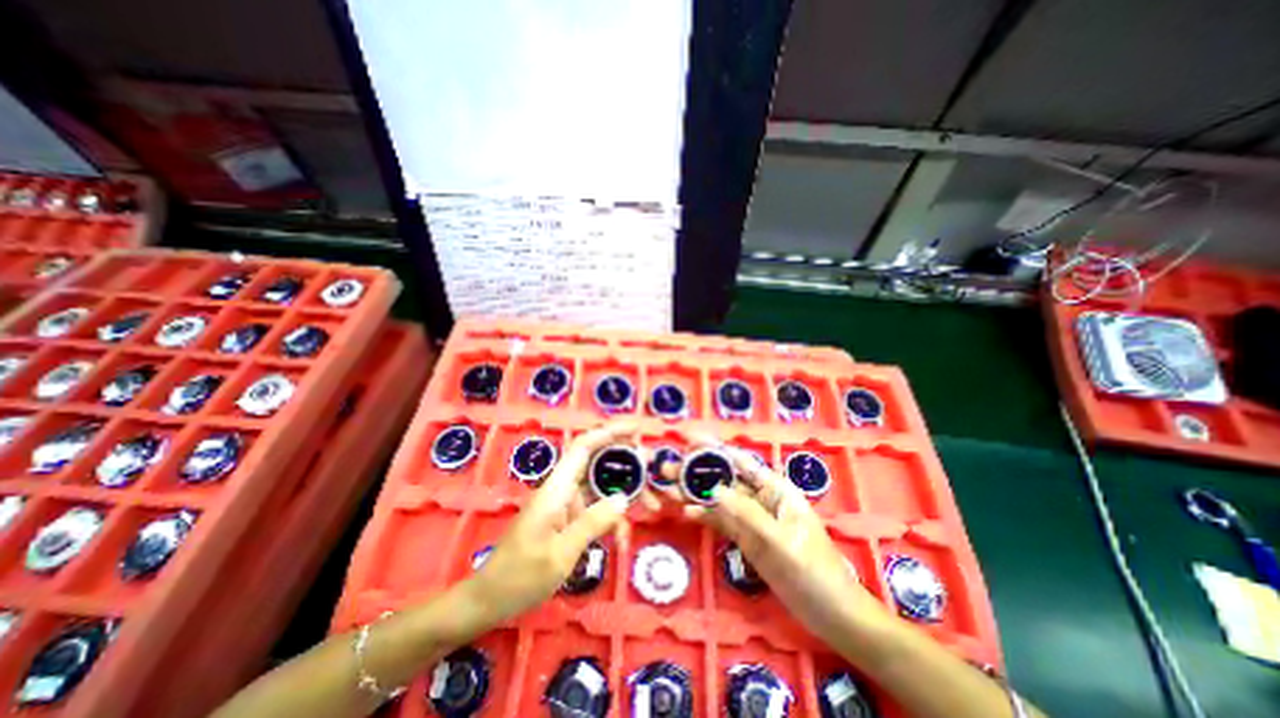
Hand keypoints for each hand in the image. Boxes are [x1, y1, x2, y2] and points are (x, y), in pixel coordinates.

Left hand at [469, 421, 636, 622]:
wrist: (490, 598)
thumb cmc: (521, 576)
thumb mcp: (561, 553)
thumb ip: (593, 522)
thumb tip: (624, 498)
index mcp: (557, 488)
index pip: (583, 447)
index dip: (608, 433)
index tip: (634, 431)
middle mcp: (562, 489)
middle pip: (596, 461)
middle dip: (624, 459)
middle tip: (652, 466)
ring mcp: (564, 504)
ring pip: (599, 485)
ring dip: (624, 489)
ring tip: (652, 500)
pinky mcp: (566, 518)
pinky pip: (594, 506)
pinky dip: (612, 512)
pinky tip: (625, 529)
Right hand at [681, 443, 893, 638]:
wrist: (832, 615)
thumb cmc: (815, 572)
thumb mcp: (782, 542)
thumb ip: (748, 515)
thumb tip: (714, 489)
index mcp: (775, 489)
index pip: (739, 461)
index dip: (713, 447)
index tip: (687, 438)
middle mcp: (760, 498)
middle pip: (723, 479)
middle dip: (696, 471)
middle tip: (666, 468)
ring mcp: (751, 519)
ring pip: (718, 500)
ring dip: (694, 494)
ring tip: (666, 488)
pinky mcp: (746, 538)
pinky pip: (721, 522)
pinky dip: (704, 516)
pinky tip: (686, 513)